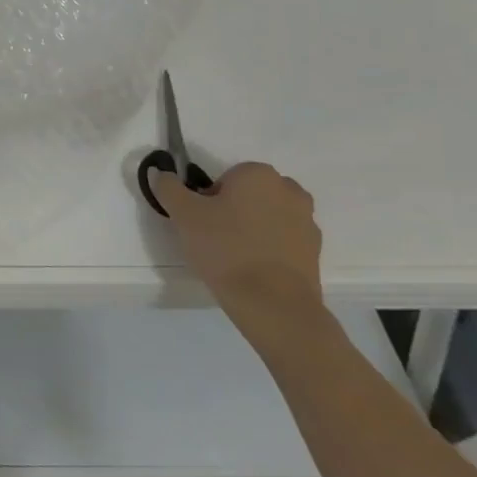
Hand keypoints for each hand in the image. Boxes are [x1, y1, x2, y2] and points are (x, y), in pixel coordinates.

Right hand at [153, 161, 323, 334]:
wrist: (273, 303)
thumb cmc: (225, 248)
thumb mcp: (183, 214)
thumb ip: (168, 187)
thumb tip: (161, 173)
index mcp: (258, 174)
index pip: (224, 178)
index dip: (207, 199)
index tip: (201, 222)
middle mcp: (288, 190)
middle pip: (249, 194)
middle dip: (232, 210)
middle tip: (214, 237)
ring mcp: (307, 221)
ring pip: (267, 216)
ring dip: (252, 228)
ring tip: (234, 256)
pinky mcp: (315, 250)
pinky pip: (283, 239)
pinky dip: (269, 248)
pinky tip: (253, 269)